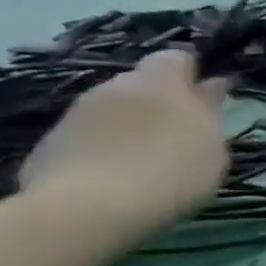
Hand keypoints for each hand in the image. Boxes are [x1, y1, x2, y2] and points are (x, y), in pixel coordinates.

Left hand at [19, 50, 229, 238]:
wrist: (89, 208)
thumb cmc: (170, 174)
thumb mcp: (211, 147)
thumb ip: (211, 111)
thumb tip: (213, 84)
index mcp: (160, 81)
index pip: (177, 57)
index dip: (191, 76)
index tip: (205, 104)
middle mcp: (115, 85)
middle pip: (141, 84)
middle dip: (158, 103)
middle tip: (176, 139)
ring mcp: (78, 112)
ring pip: (112, 110)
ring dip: (128, 127)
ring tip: (143, 164)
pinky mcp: (51, 142)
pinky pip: (87, 137)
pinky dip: (102, 150)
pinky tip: (112, 180)